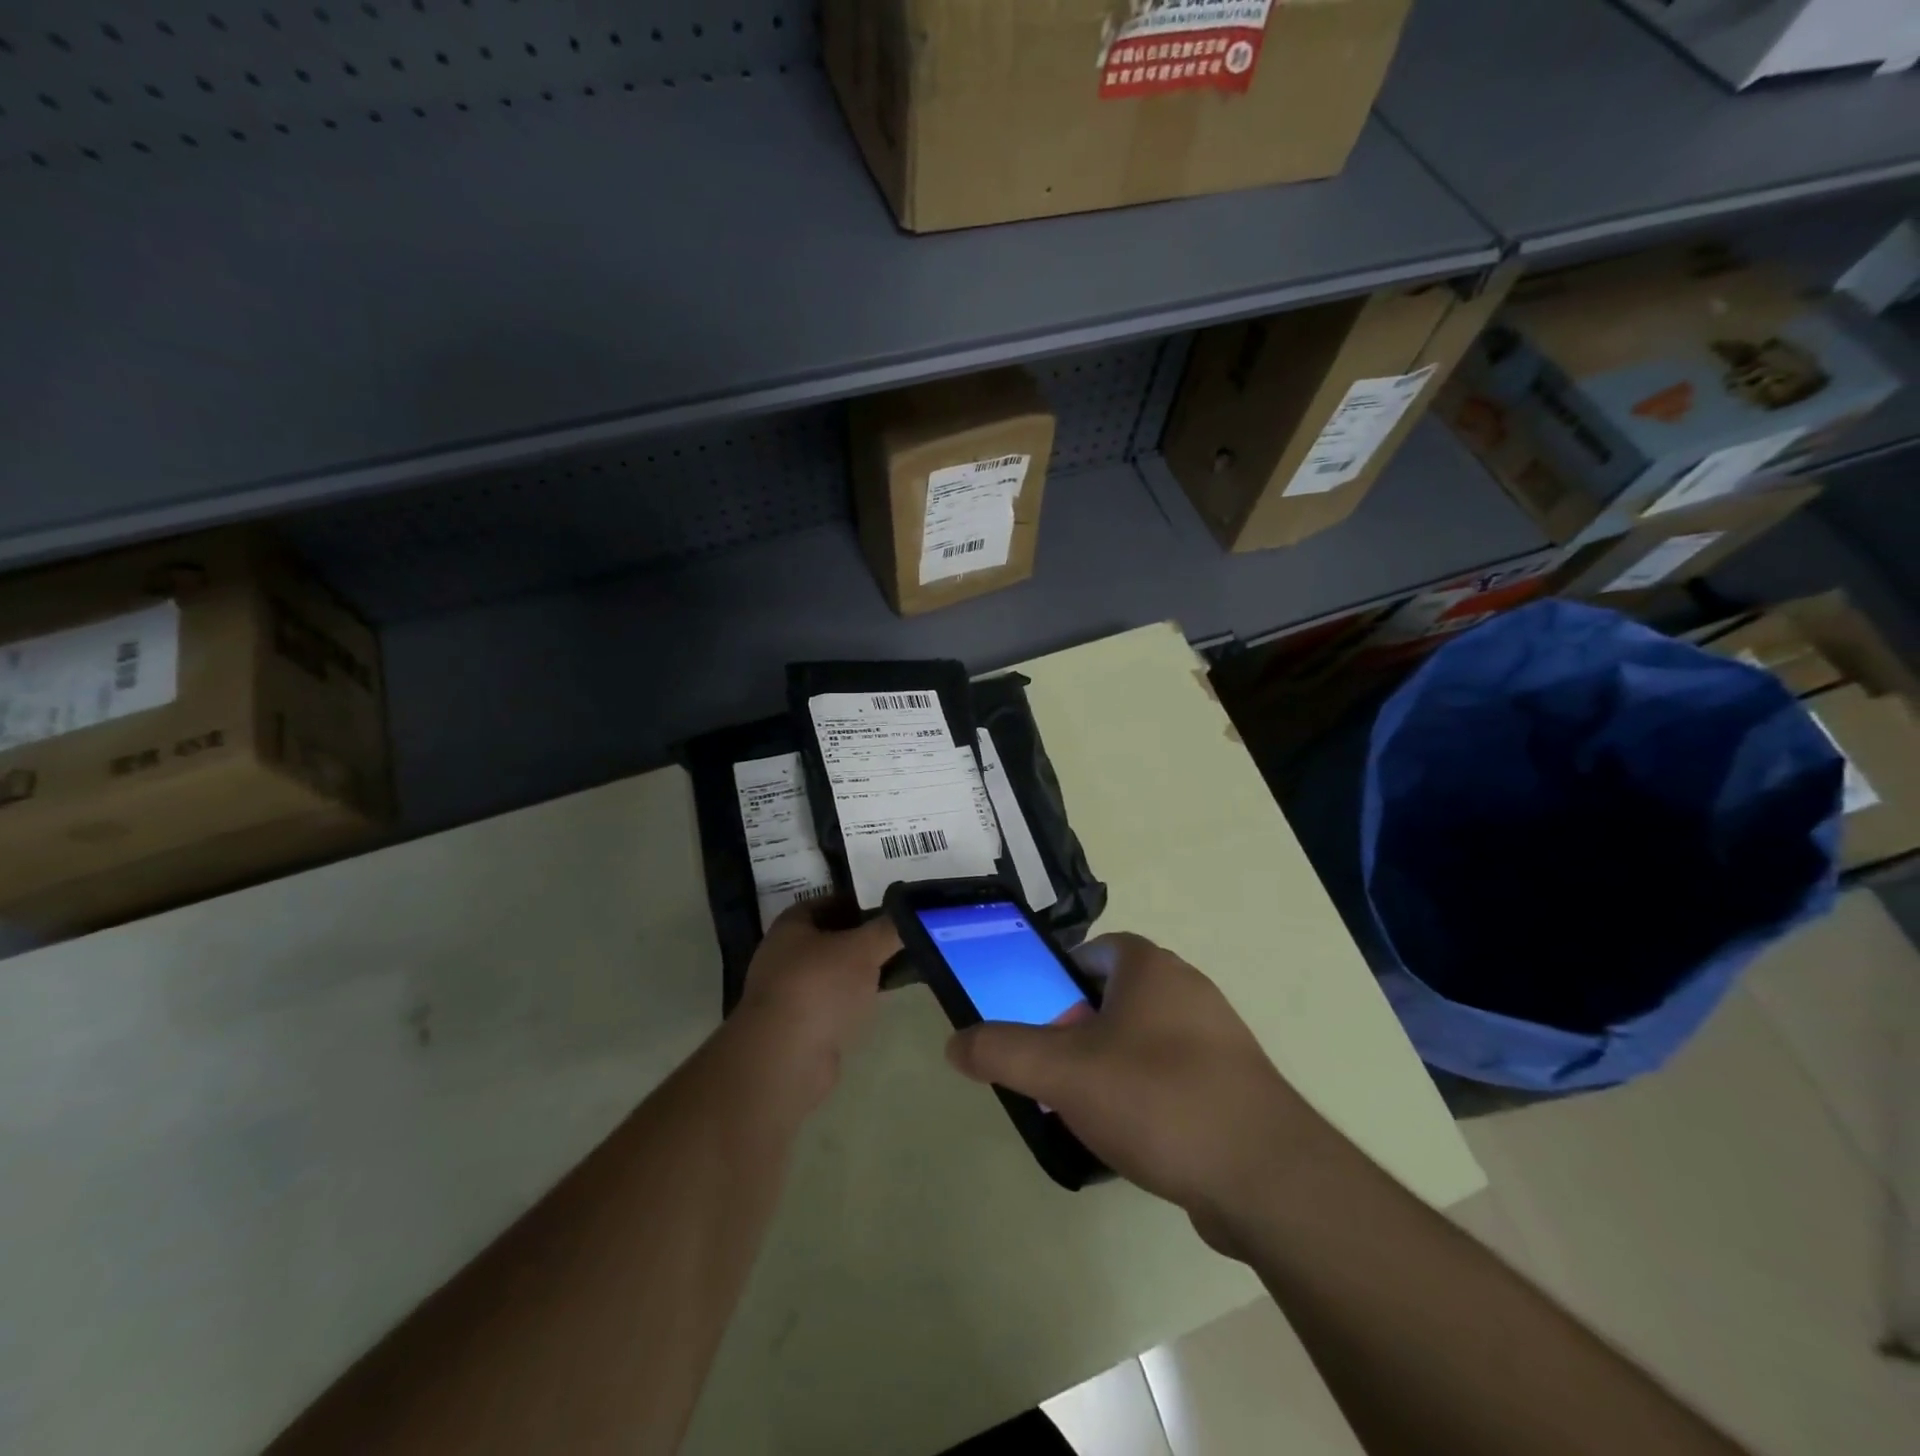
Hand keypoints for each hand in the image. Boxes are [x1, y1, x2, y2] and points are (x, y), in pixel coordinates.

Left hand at [729, 901, 900, 1114]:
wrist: (786, 1057)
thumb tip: (911, 914)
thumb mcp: (863, 948)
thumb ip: (888, 928)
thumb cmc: (820, 986)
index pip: (830, 902)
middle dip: (864, 939)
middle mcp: (784, 954)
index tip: (892, 912)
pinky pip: (831, 1002)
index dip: (861, 904)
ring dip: (859, 972)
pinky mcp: (798, 1025)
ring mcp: (789, 991)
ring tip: (895, 971)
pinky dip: (851, 1000)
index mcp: (792, 925)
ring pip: (833, 972)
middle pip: (832, 937)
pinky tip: (876, 1003)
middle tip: (899, 941)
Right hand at [945, 932, 1325, 1252]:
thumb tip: (954, 1042)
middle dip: (1078, 1027)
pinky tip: (1133, 1136)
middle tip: (1052, 1069)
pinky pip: (1173, 1074)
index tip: (1037, 1019)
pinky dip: (1146, 1094)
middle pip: (1114, 996)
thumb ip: (1003, 1051)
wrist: (1268, 1178)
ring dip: (1110, 1063)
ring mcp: (1217, 1036)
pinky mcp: (1234, 1083)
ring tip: (1085, 1108)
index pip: (1092, 951)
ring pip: (1142, 1037)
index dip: (1057, 978)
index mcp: (1151, 967)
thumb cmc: (1158, 1099)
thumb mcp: (1063, 1073)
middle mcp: (1188, 988)